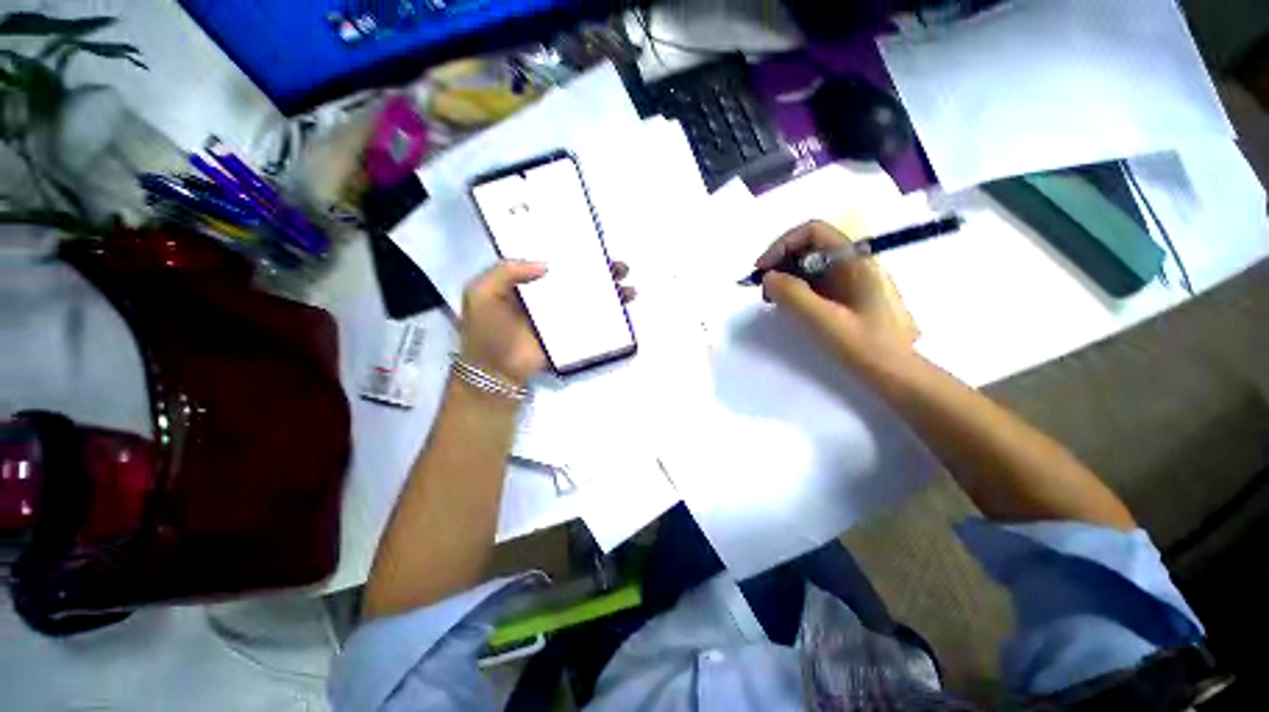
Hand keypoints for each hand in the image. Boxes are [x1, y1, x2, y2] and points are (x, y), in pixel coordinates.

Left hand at [459, 260, 635, 385]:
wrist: (497, 371)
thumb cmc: (487, 331)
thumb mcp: (481, 293)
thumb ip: (506, 272)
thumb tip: (546, 264)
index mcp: (526, 281)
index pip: (553, 260)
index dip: (572, 251)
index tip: (591, 244)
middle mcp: (547, 294)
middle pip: (577, 277)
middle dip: (600, 270)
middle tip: (618, 266)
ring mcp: (561, 314)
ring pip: (589, 296)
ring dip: (610, 290)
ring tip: (627, 286)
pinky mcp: (570, 332)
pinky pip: (591, 319)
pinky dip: (609, 312)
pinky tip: (623, 306)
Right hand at [756, 220, 915, 356]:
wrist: (897, 374)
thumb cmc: (865, 346)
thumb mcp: (824, 320)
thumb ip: (793, 295)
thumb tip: (768, 277)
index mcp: (855, 260)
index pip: (813, 232)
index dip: (782, 245)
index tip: (762, 269)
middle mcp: (854, 263)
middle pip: (810, 247)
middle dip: (781, 262)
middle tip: (764, 289)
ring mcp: (852, 279)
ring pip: (811, 265)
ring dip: (787, 277)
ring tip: (773, 301)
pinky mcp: (847, 295)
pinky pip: (817, 282)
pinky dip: (797, 289)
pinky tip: (789, 306)